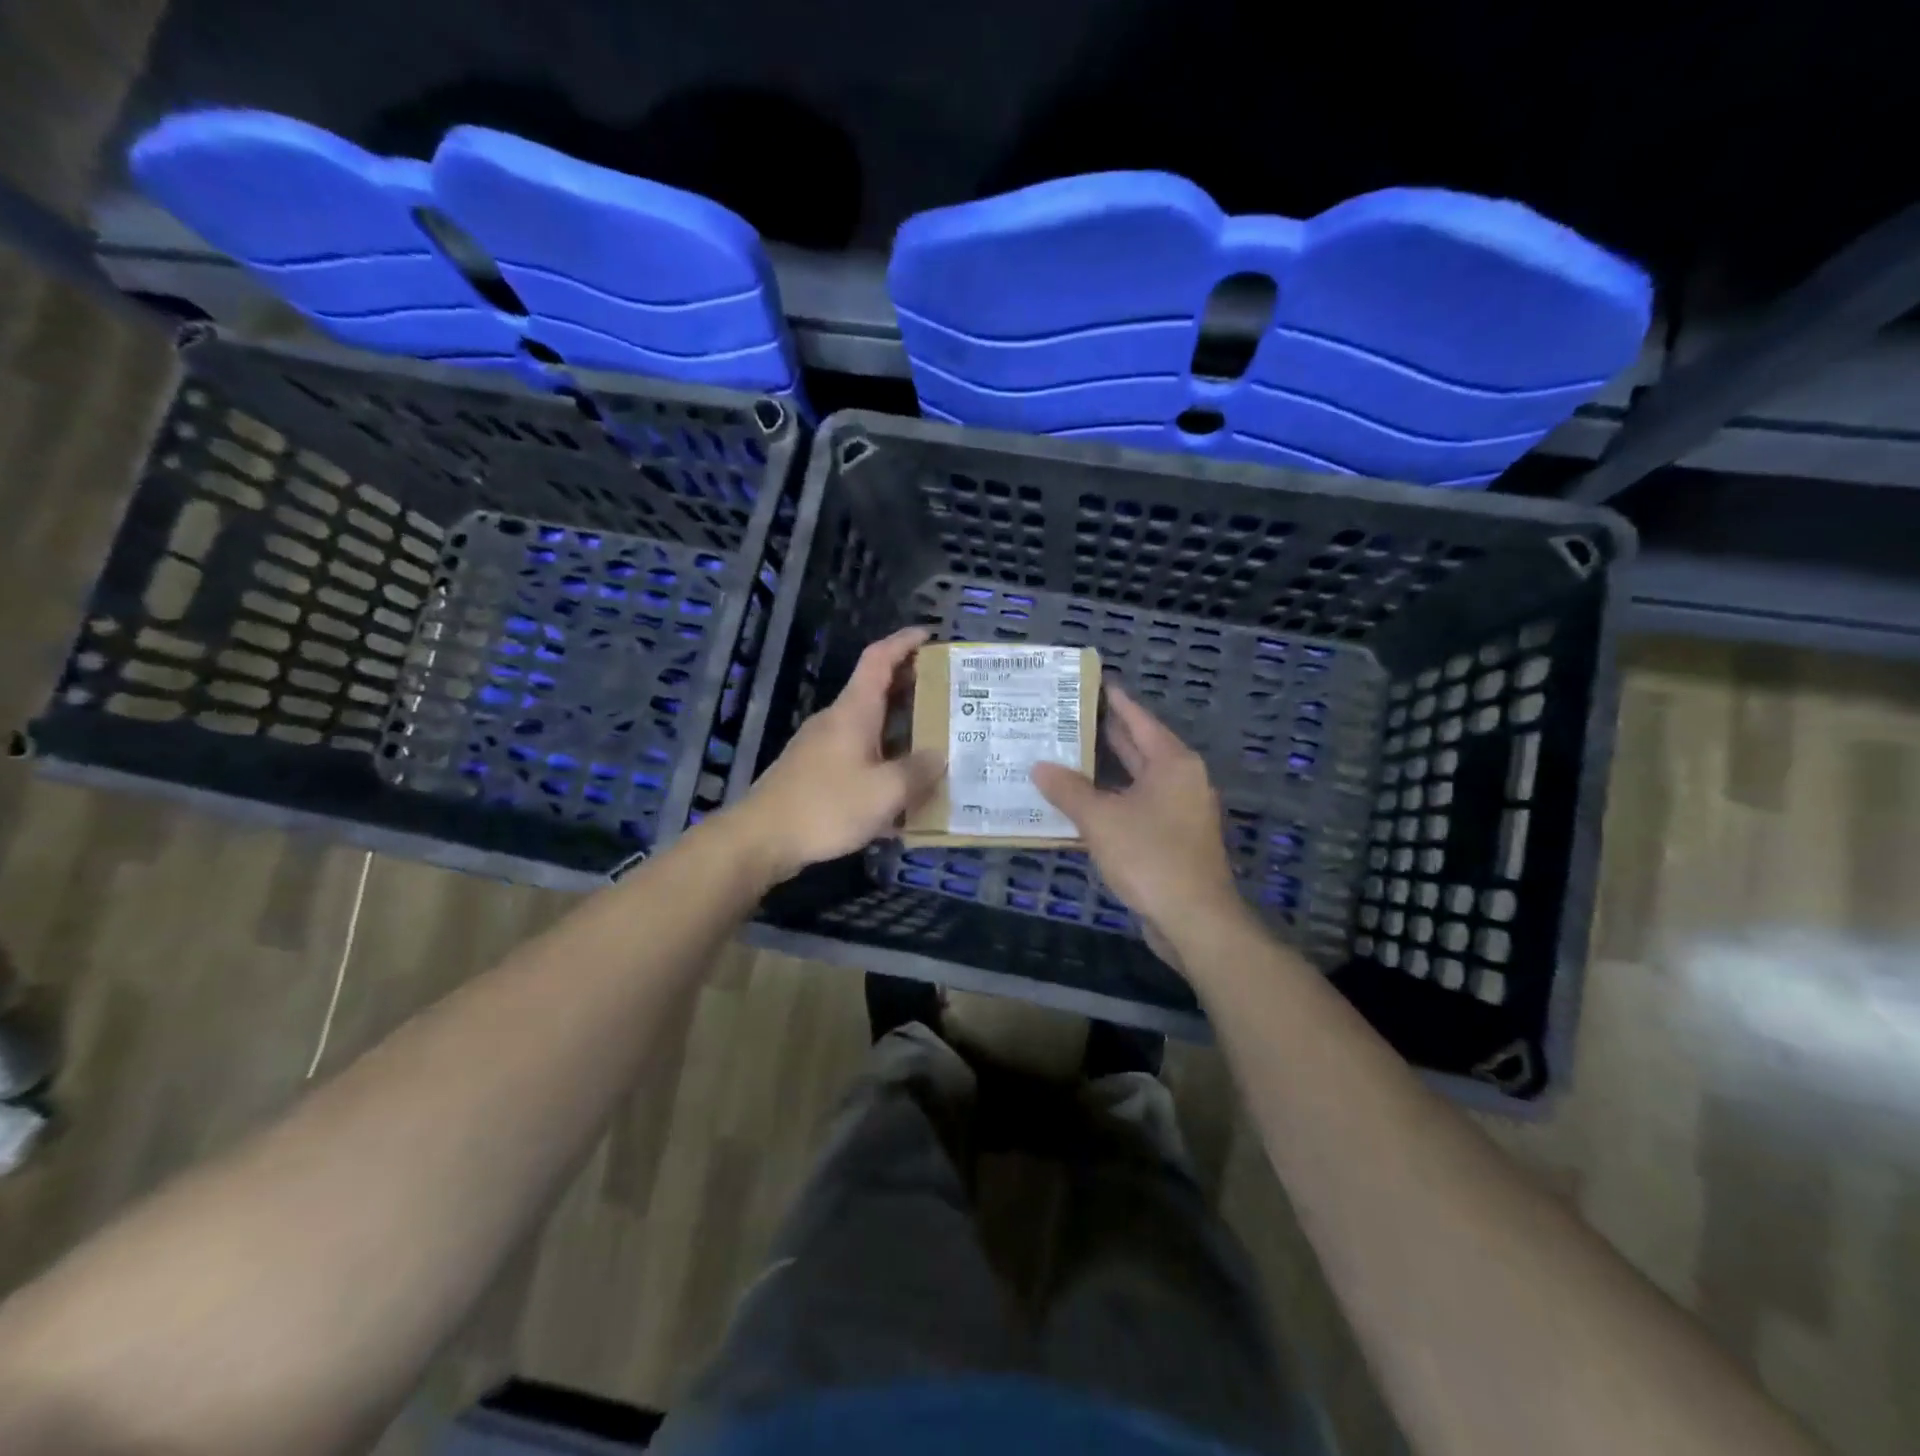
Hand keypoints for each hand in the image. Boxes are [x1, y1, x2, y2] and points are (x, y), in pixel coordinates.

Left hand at [730, 626, 943, 886]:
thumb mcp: (884, 792)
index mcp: (853, 712)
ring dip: (900, 730)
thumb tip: (940, 756)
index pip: (879, 659)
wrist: (761, 839)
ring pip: (868, 727)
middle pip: (876, 691)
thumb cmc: (826, 806)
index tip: (930, 635)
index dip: (904, 642)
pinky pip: (858, 756)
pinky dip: (883, 761)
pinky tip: (901, 791)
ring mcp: (822, 747)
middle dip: (911, 689)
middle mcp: (836, 721)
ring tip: (935, 743)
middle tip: (948, 696)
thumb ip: (918, 772)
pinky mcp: (815, 773)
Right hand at [1032, 684, 1248, 969]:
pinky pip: (1138, 807)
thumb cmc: (1150, 857)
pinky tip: (1083, 803)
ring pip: (1137, 780)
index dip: (1114, 701)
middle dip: (1105, 734)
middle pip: (1139, 747)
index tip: (1091, 683)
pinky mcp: (1174, 839)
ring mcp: (1180, 811)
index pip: (1138, 720)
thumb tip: (1040, 767)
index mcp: (1172, 763)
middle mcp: (1181, 780)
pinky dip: (1112, 800)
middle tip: (1067, 717)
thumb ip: (1068, 790)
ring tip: (1066, 755)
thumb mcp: (1101, 819)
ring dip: (1105, 771)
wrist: (1195, 919)